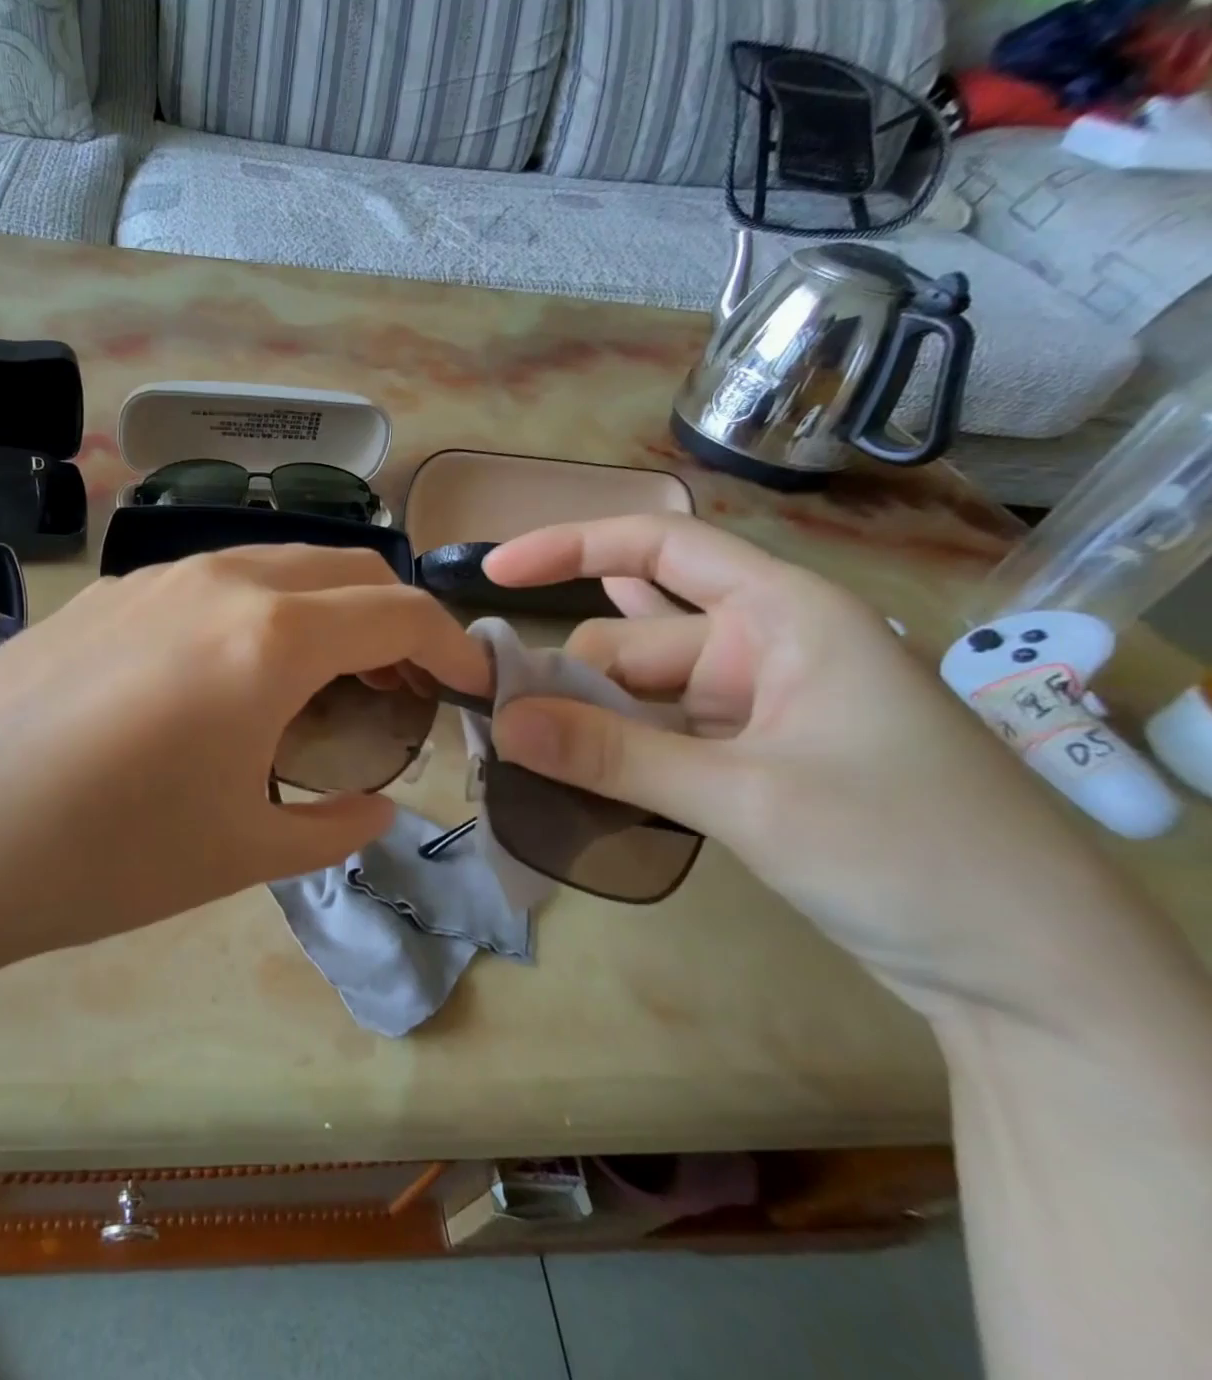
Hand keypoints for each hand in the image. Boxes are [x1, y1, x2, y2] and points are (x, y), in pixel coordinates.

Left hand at [0, 546, 490, 1033]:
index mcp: (268, 638)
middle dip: (392, 620)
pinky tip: (228, 679)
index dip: (450, 646)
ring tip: (320, 683)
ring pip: (274, 567)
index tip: (469, 685)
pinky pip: (209, 585)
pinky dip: (256, 615)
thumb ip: (332, 825)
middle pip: (343, 570)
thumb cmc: (104, 857)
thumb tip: (377, 807)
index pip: (397, 612)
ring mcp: (151, 580)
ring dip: (322, 612)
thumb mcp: (241, 854)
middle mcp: (216, 582)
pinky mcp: (102, 598)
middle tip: (398, 688)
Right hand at [482, 515, 1135, 1021]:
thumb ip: (614, 754)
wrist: (1033, 977)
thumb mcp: (746, 796)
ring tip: (512, 748)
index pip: (664, 548)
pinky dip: (613, 746)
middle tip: (493, 729)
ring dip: (581, 720)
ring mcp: (758, 709)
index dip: (572, 548)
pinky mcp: (750, 761)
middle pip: (633, 644)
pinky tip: (566, 747)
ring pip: (640, 696)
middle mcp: (767, 649)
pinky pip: (659, 738)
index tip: (494, 575)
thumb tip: (501, 724)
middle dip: (563, 680)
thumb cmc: (911, 853)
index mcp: (786, 616)